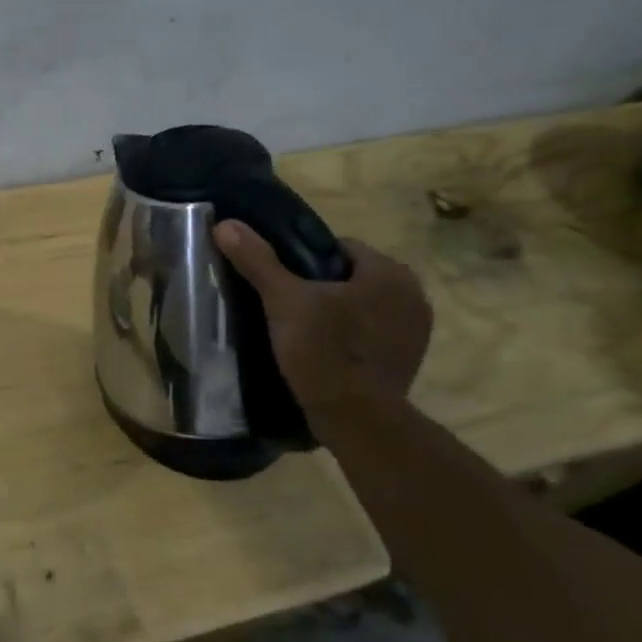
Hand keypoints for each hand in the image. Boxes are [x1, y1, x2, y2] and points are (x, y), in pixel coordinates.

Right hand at [214, 220, 432, 429]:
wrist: (356, 417)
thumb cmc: (324, 349)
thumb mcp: (283, 300)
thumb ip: (258, 261)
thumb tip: (225, 224)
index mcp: (389, 272)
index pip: (341, 248)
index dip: (305, 259)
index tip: (281, 280)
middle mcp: (413, 296)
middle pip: (352, 278)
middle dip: (322, 288)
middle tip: (286, 307)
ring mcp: (416, 332)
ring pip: (363, 308)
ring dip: (338, 314)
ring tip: (300, 332)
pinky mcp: (408, 362)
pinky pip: (371, 336)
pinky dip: (349, 340)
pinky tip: (322, 354)